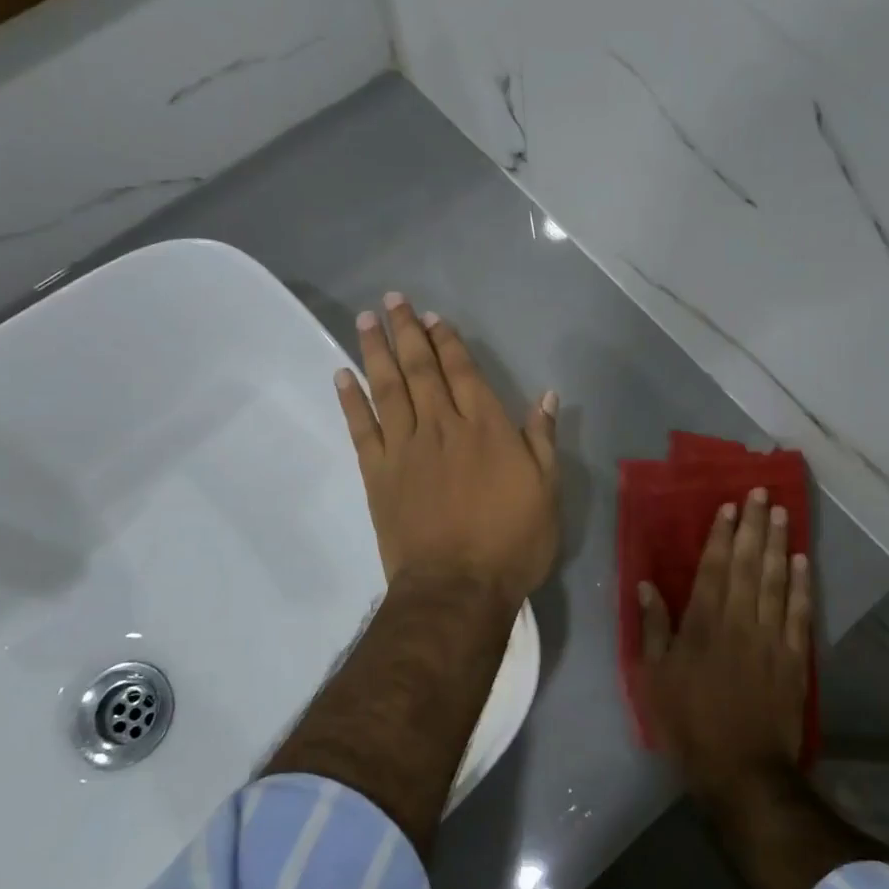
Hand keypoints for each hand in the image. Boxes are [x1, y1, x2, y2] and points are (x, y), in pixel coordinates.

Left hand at [336, 292, 559, 609]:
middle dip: (407, 332)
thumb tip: (546, 397)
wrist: (457, 587)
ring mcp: (405, 449)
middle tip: (393, 300)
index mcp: (485, 428)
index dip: (448, 342)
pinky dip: (350, 400)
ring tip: (366, 319)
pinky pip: (361, 428)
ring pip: (387, 388)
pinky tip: (342, 375)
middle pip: (421, 369)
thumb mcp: (546, 492)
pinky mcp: (378, 474)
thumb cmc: (512, 542)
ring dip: (376, 351)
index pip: (463, 372)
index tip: (434, 318)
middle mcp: (442, 427)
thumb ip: (541, 440)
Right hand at [637, 489, 811, 804]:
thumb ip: (653, 629)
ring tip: (782, 514)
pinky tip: (803, 562)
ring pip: (775, 581)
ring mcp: (771, 638)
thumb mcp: (654, 679)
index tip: (730, 506)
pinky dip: (801, 586)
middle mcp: (739, 622)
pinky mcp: (794, 658)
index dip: (722, 535)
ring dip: (779, 545)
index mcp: (703, 625)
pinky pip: (799, 613)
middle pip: (747, 565)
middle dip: (754, 526)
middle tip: (762, 493)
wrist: (742, 771)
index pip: (713, 568)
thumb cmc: (689, 724)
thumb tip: (647, 585)